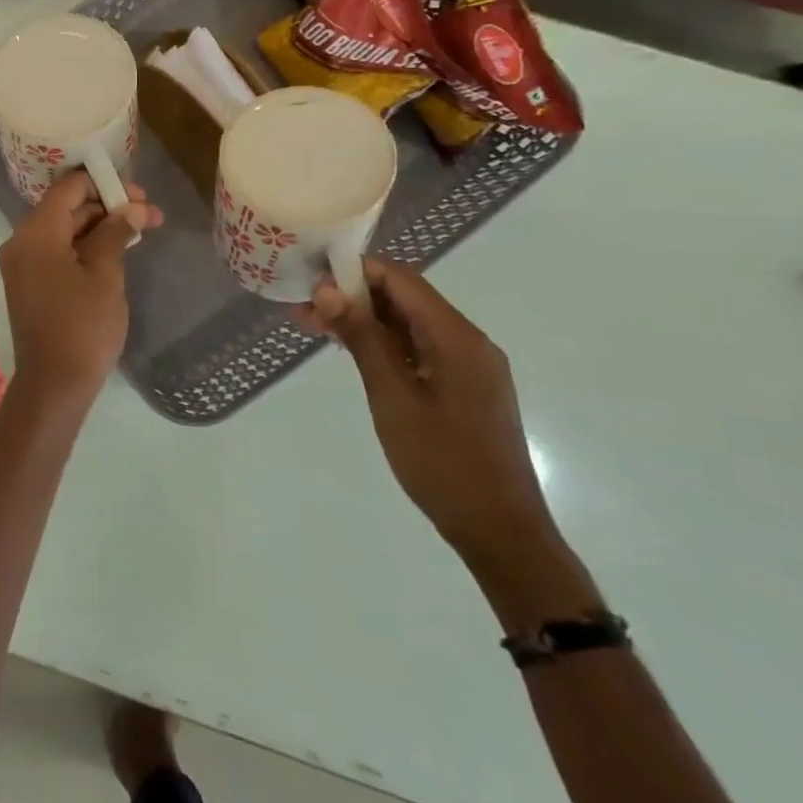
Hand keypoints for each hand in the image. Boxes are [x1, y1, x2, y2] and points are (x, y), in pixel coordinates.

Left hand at [0, 173, 161, 415]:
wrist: (55, 383)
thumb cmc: (83, 325)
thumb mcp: (105, 275)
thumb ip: (115, 233)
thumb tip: (132, 208)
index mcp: (35, 233)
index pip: (67, 189)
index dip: (103, 184)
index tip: (139, 192)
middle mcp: (21, 242)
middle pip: (65, 208)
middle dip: (107, 206)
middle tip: (150, 213)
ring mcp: (23, 264)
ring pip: (64, 230)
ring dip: (100, 227)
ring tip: (143, 229)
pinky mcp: (30, 283)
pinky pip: (57, 252)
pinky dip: (85, 246)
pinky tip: (118, 248)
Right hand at [311, 259, 558, 571]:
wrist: (499, 530)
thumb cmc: (442, 462)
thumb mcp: (392, 397)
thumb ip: (362, 339)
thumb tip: (328, 290)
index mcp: (458, 338)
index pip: (402, 280)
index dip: (355, 271)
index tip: (310, 279)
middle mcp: (470, 342)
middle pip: (406, 299)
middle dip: (354, 297)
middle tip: (303, 309)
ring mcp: (470, 366)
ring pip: (410, 325)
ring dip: (365, 322)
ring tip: (315, 328)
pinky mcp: (464, 388)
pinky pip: (420, 349)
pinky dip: (384, 345)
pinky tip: (351, 353)